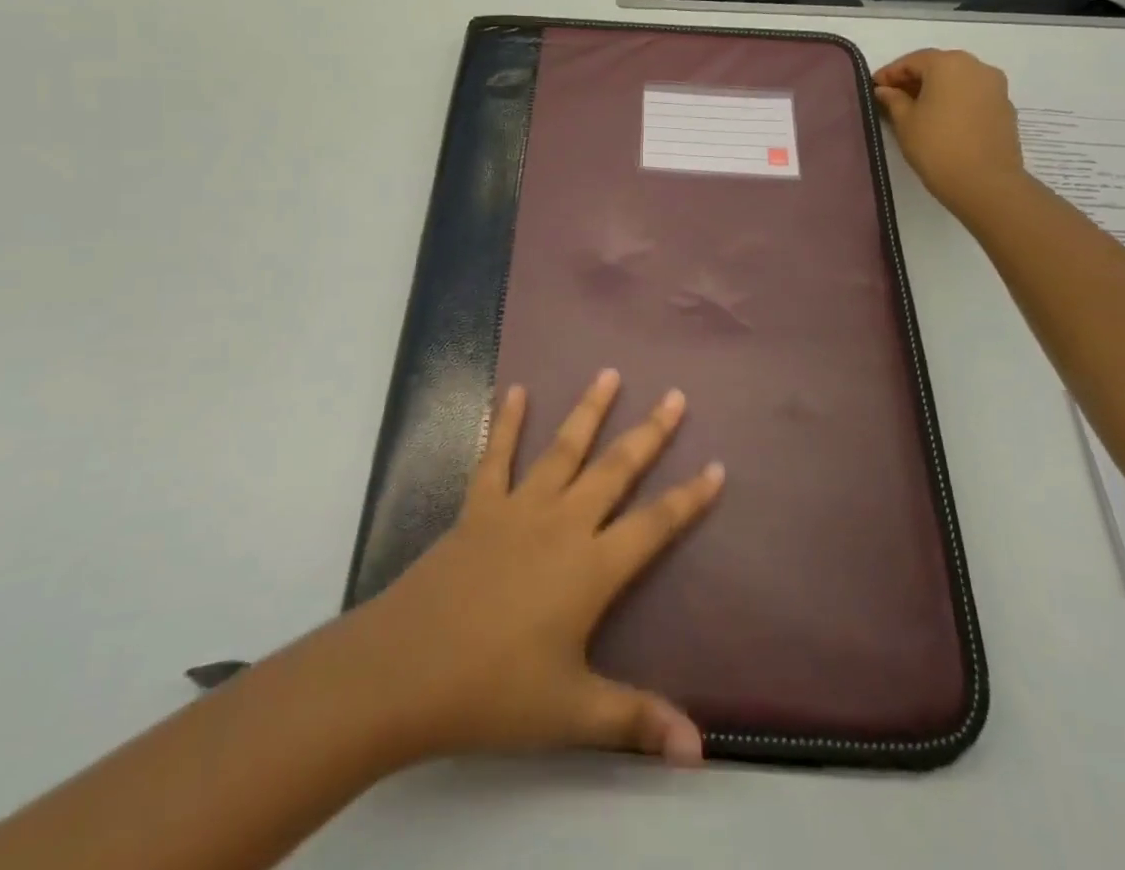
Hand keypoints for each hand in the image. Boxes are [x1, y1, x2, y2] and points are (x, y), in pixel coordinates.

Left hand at [348, 370, 724, 765]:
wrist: (407, 668)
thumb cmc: (495, 692)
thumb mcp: (573, 713)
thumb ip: (637, 720)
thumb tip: (702, 752)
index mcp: (592, 567)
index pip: (655, 525)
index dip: (690, 498)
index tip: (718, 466)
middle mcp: (563, 523)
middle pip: (616, 470)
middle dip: (650, 433)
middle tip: (674, 396)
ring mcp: (518, 508)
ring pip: (564, 449)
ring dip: (589, 410)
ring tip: (609, 372)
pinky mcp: (479, 506)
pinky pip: (496, 456)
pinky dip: (508, 421)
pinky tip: (516, 390)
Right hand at [872, 48, 1025, 209]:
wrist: (985, 182)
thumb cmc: (936, 146)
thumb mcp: (904, 122)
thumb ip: (893, 100)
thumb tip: (886, 90)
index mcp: (948, 63)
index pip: (912, 61)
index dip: (890, 73)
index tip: (874, 88)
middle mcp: (976, 66)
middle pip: (938, 66)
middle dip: (914, 79)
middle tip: (893, 97)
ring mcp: (996, 86)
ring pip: (958, 80)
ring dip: (936, 89)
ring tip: (916, 110)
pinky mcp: (1005, 107)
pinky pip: (973, 95)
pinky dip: (955, 101)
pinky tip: (942, 120)